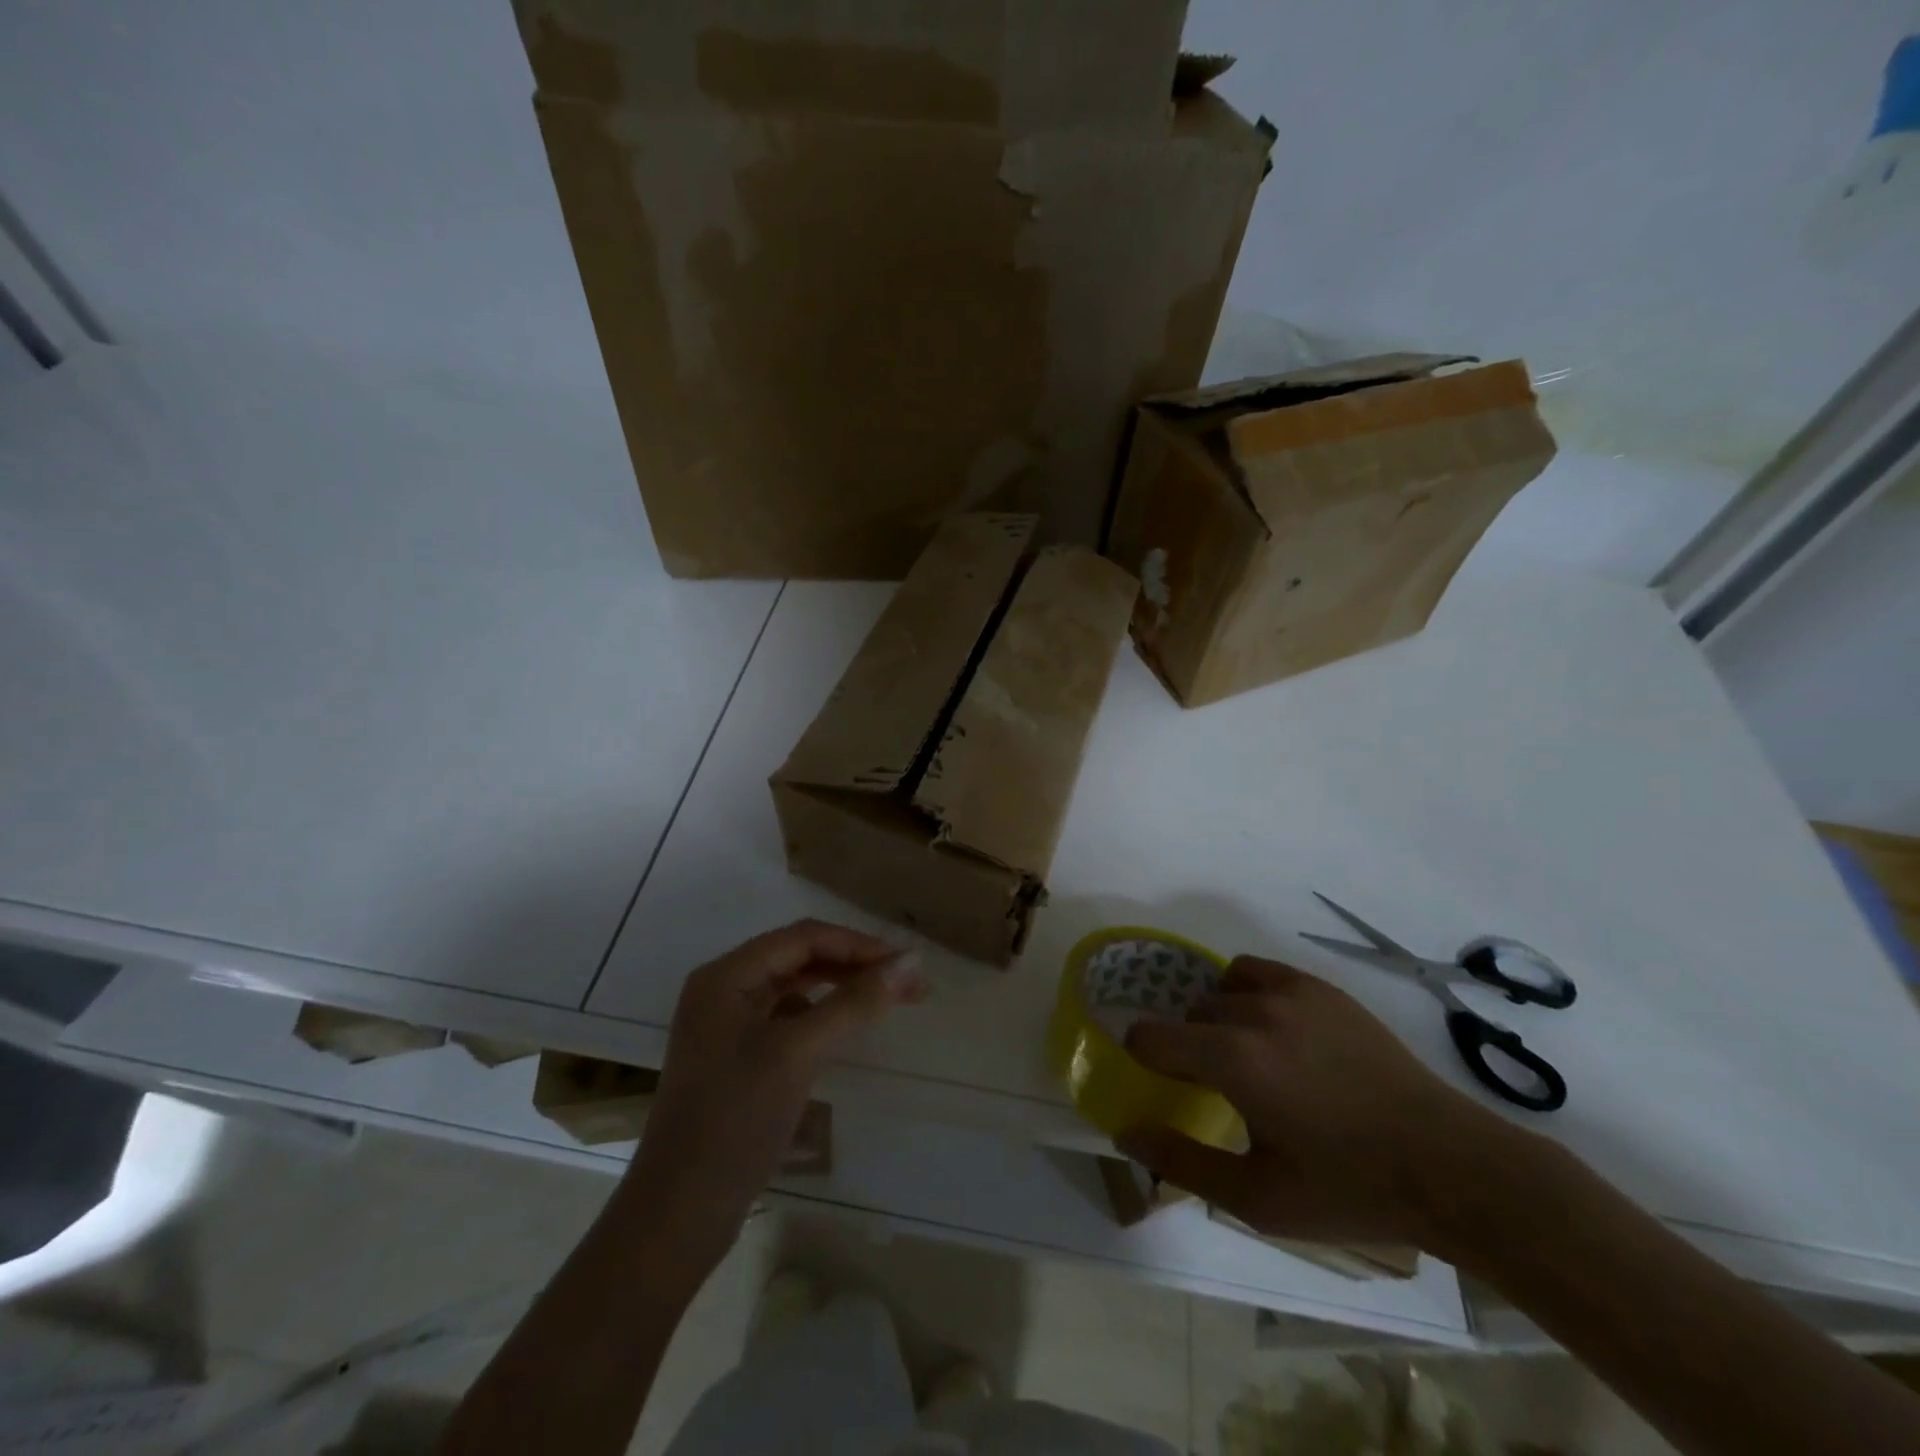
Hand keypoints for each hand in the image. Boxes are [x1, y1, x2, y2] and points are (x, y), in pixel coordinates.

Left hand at [625, 919, 928, 1255]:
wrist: (678, 1214)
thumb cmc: (735, 1120)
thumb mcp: (798, 1053)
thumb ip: (854, 1003)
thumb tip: (911, 962)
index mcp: (726, 975)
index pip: (803, 938)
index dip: (858, 945)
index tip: (907, 965)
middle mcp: (724, 990)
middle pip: (800, 958)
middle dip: (855, 966)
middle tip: (909, 986)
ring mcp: (728, 1025)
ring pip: (797, 988)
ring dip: (842, 989)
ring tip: (888, 1003)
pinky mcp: (737, 1057)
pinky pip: (788, 1019)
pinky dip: (822, 1016)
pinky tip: (845, 1031)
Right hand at [1117, 956, 1505, 1247]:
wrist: (1446, 1164)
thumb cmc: (1348, 1188)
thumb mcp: (1258, 1198)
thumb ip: (1182, 1162)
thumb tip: (1126, 1132)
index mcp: (1233, 1061)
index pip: (1152, 1036)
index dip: (1144, 1056)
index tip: (1161, 1080)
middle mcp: (1254, 1013)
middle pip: (1190, 1014)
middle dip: (1189, 1046)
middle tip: (1219, 1086)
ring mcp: (1291, 993)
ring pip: (1222, 990)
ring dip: (1219, 1018)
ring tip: (1247, 1055)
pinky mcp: (1320, 988)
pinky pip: (1257, 971)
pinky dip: (1247, 991)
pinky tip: (1274, 1029)